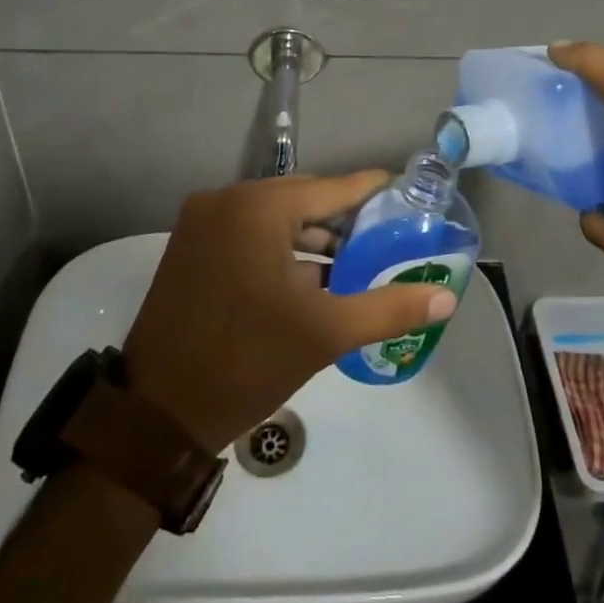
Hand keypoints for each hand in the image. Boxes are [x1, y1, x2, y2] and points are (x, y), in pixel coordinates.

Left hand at [123, 173, 459, 452]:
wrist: (157, 414)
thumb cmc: (246, 363)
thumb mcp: (325, 333)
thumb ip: (389, 308)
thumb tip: (446, 297)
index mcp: (257, 208)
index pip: (332, 188)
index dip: (373, 192)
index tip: (409, 197)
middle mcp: (226, 201)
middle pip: (304, 199)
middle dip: (346, 221)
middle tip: (389, 241)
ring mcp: (203, 222)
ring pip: (276, 218)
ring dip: (314, 239)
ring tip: (359, 264)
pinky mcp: (192, 246)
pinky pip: (250, 234)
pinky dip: (282, 250)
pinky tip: (314, 278)